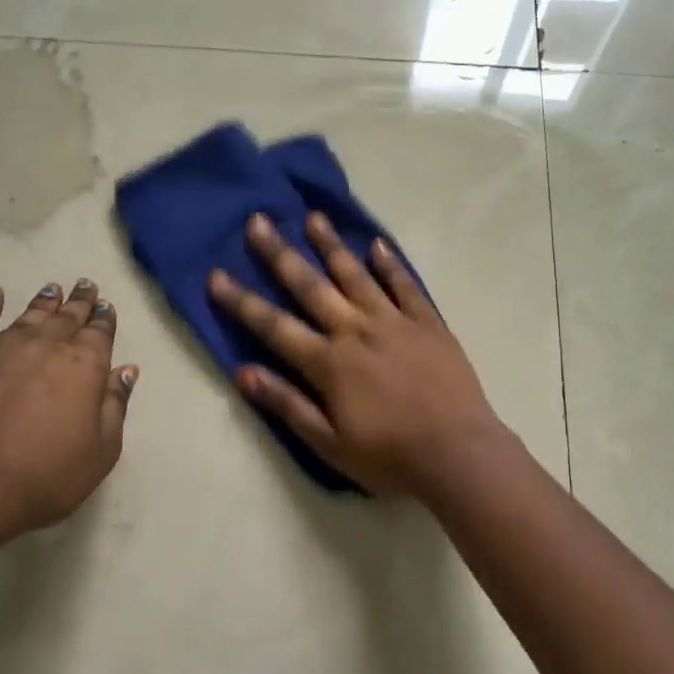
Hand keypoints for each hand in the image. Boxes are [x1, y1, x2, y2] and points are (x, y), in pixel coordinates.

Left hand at [0, 279, 136, 534]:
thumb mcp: (100, 451)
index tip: (106, 306)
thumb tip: (126, 371)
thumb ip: (114, 406)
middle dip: (79, 302)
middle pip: (66, 317)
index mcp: (84, 366)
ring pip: (27, 316)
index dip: (104, 319)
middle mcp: (44, 346)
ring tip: (51, 290)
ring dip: (43, 302)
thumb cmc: (44, 476)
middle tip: (85, 286)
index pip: (100, 333)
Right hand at [209, 213, 508, 497]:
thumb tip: (243, 373)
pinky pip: (405, 285)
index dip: (242, 302)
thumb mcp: (329, 444)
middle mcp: (356, 330)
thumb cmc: (389, 457)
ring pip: (357, 275)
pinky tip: (378, 245)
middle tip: (259, 221)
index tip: (216, 275)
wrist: (457, 453)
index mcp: (329, 362)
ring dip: (332, 245)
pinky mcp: (428, 323)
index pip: (274, 326)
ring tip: (314, 217)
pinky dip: (390, 265)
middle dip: (281, 254)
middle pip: (311, 286)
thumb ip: (288, 405)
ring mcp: (395, 322)